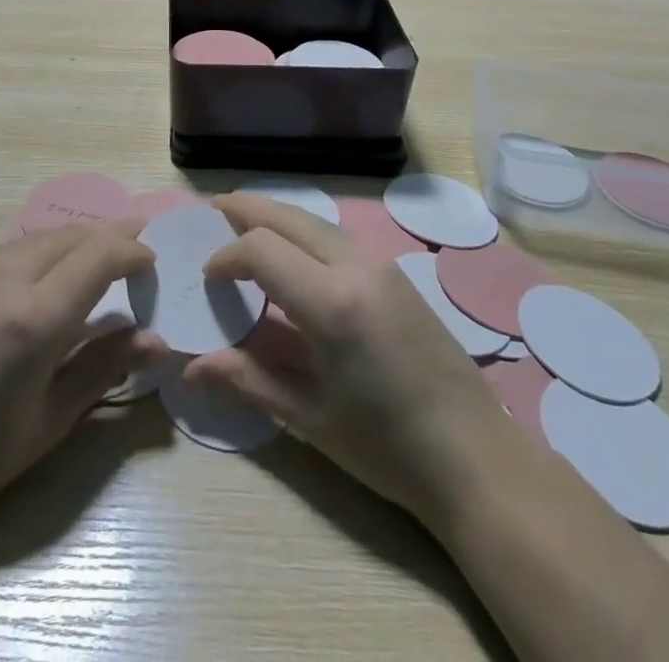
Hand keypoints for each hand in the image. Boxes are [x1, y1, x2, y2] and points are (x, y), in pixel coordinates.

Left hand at [0, 223, 163, 542]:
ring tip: (97, 261)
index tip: (151, 263)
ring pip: (41, 236)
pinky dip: (42, 251)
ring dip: (76, 242)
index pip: (99, 256)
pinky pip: (10, 249)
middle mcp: (4, 279)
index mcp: (34, 318)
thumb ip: (106, 366)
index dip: (132, 251)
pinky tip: (47, 275)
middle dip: (110, 239)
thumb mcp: (52, 418)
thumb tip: (157, 340)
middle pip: (72, 236)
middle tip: (136, 253)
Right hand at [185, 195, 508, 525]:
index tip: (208, 279)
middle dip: (247, 210)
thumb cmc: (387, 447)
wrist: (476, 458)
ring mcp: (381, 264)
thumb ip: (248, 380)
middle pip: (289, 217)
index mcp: (331, 302)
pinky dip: (304, 230)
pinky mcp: (396, 273)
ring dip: (277, 216)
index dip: (226, 256)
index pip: (261, 249)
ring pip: (315, 220)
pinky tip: (293, 251)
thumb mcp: (310, 419)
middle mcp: (356, 266)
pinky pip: (338, 235)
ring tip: (246, 223)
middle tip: (213, 211)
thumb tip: (192, 367)